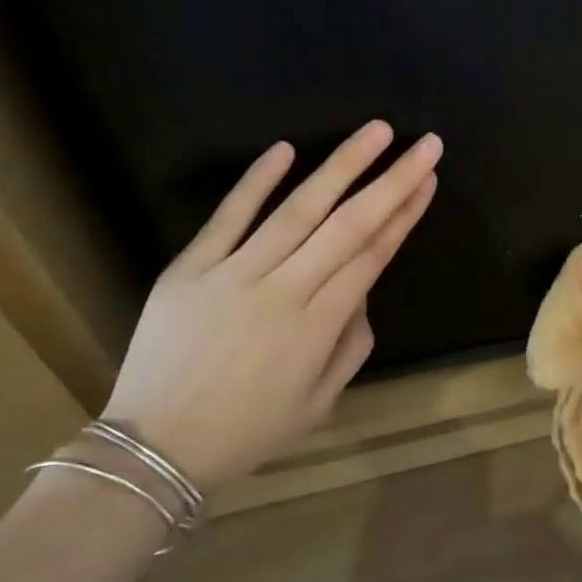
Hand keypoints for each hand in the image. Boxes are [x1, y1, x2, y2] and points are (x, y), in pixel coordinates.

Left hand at [101, 121, 440, 491]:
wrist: (153, 449)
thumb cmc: (246, 431)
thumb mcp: (318, 404)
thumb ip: (351, 345)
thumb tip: (361, 292)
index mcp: (316, 328)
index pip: (372, 256)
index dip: (405, 214)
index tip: (428, 180)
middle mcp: (283, 291)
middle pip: (348, 225)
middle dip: (392, 180)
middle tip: (425, 143)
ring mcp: (233, 274)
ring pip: (297, 209)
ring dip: (341, 166)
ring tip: (376, 131)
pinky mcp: (190, 267)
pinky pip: (228, 216)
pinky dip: (256, 181)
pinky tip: (286, 149)